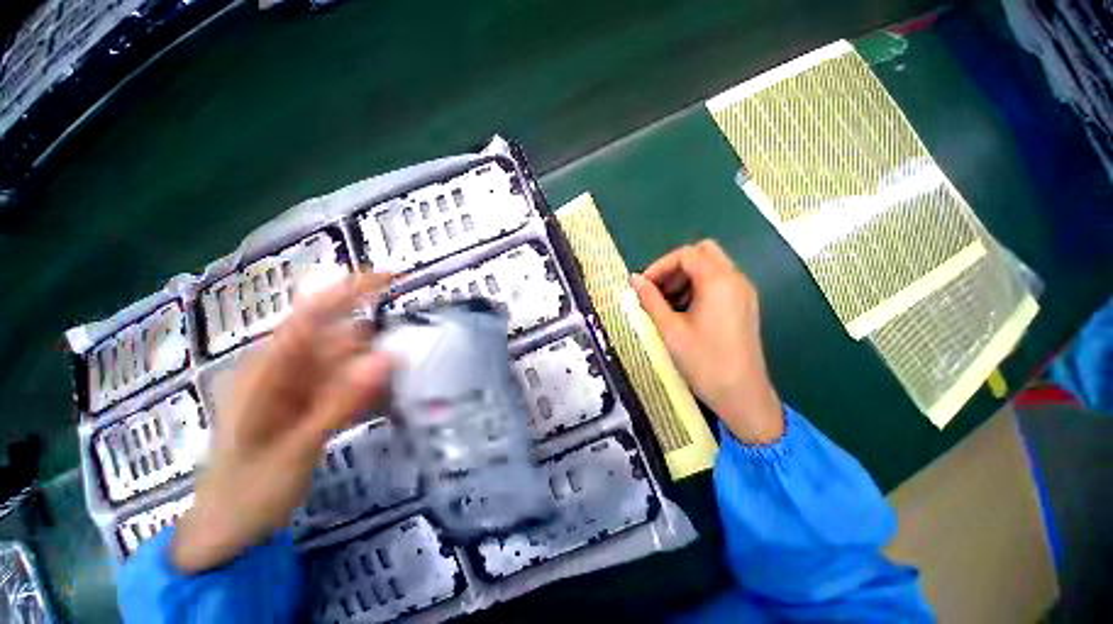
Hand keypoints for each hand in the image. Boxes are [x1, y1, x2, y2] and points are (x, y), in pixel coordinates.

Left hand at [172, 272, 393, 571]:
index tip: (392, 279)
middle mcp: (274, 373)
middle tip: (413, 349)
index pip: (310, 314)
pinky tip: (381, 402)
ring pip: (330, 371)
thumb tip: (384, 356)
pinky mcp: (292, 417)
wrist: (227, 525)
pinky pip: (327, 397)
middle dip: (366, 340)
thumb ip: (339, 403)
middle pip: (324, 342)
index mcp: (265, 368)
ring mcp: (284, 396)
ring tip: (406, 377)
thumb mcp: (297, 449)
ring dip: (364, 372)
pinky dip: (352, 398)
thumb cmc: (252, 488)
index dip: (349, 291)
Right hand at [631, 240, 782, 444]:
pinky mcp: (748, 306)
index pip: (686, 255)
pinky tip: (689, 313)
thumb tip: (634, 280)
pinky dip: (704, 286)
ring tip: (669, 304)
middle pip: (704, 253)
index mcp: (718, 280)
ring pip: (715, 266)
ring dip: (691, 276)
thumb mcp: (672, 332)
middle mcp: (735, 278)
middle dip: (678, 266)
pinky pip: (724, 282)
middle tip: (658, 290)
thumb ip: (651, 301)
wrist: (742, 394)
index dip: (661, 266)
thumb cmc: (705, 363)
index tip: (643, 287)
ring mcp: (745, 292)